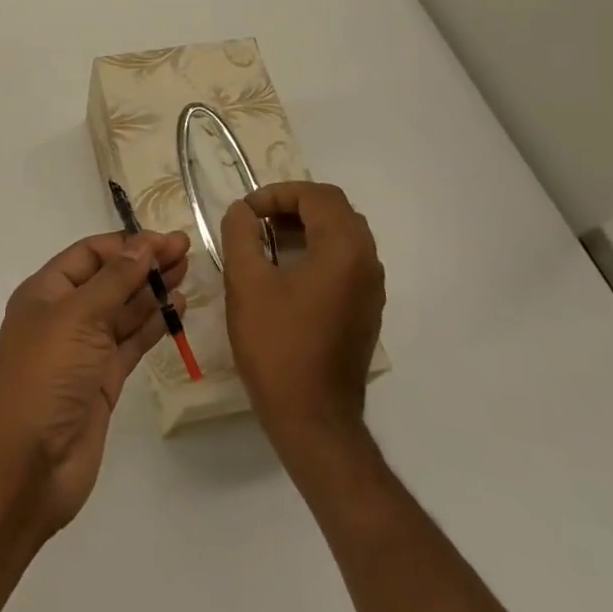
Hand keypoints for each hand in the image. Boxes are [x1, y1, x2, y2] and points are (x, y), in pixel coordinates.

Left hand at [0, 231, 187, 539]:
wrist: (28, 464)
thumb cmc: (45, 376)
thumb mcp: (77, 317)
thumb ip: (114, 281)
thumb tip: (143, 245)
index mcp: (46, 292)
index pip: (89, 254)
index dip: (126, 244)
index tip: (164, 240)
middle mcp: (64, 316)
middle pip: (109, 279)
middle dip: (143, 263)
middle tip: (185, 251)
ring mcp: (84, 350)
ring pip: (123, 310)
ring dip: (152, 291)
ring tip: (187, 273)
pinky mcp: (103, 380)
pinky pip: (131, 342)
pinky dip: (152, 325)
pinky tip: (177, 308)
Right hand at [222, 182, 384, 461]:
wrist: (312, 418)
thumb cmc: (277, 346)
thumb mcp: (246, 283)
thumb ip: (241, 235)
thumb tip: (241, 211)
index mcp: (344, 250)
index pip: (317, 196)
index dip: (277, 193)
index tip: (246, 212)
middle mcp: (367, 262)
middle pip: (335, 210)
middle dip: (293, 205)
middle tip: (257, 220)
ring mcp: (371, 289)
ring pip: (343, 234)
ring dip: (306, 227)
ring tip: (266, 241)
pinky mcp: (366, 310)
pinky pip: (347, 261)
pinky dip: (318, 250)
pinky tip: (286, 272)